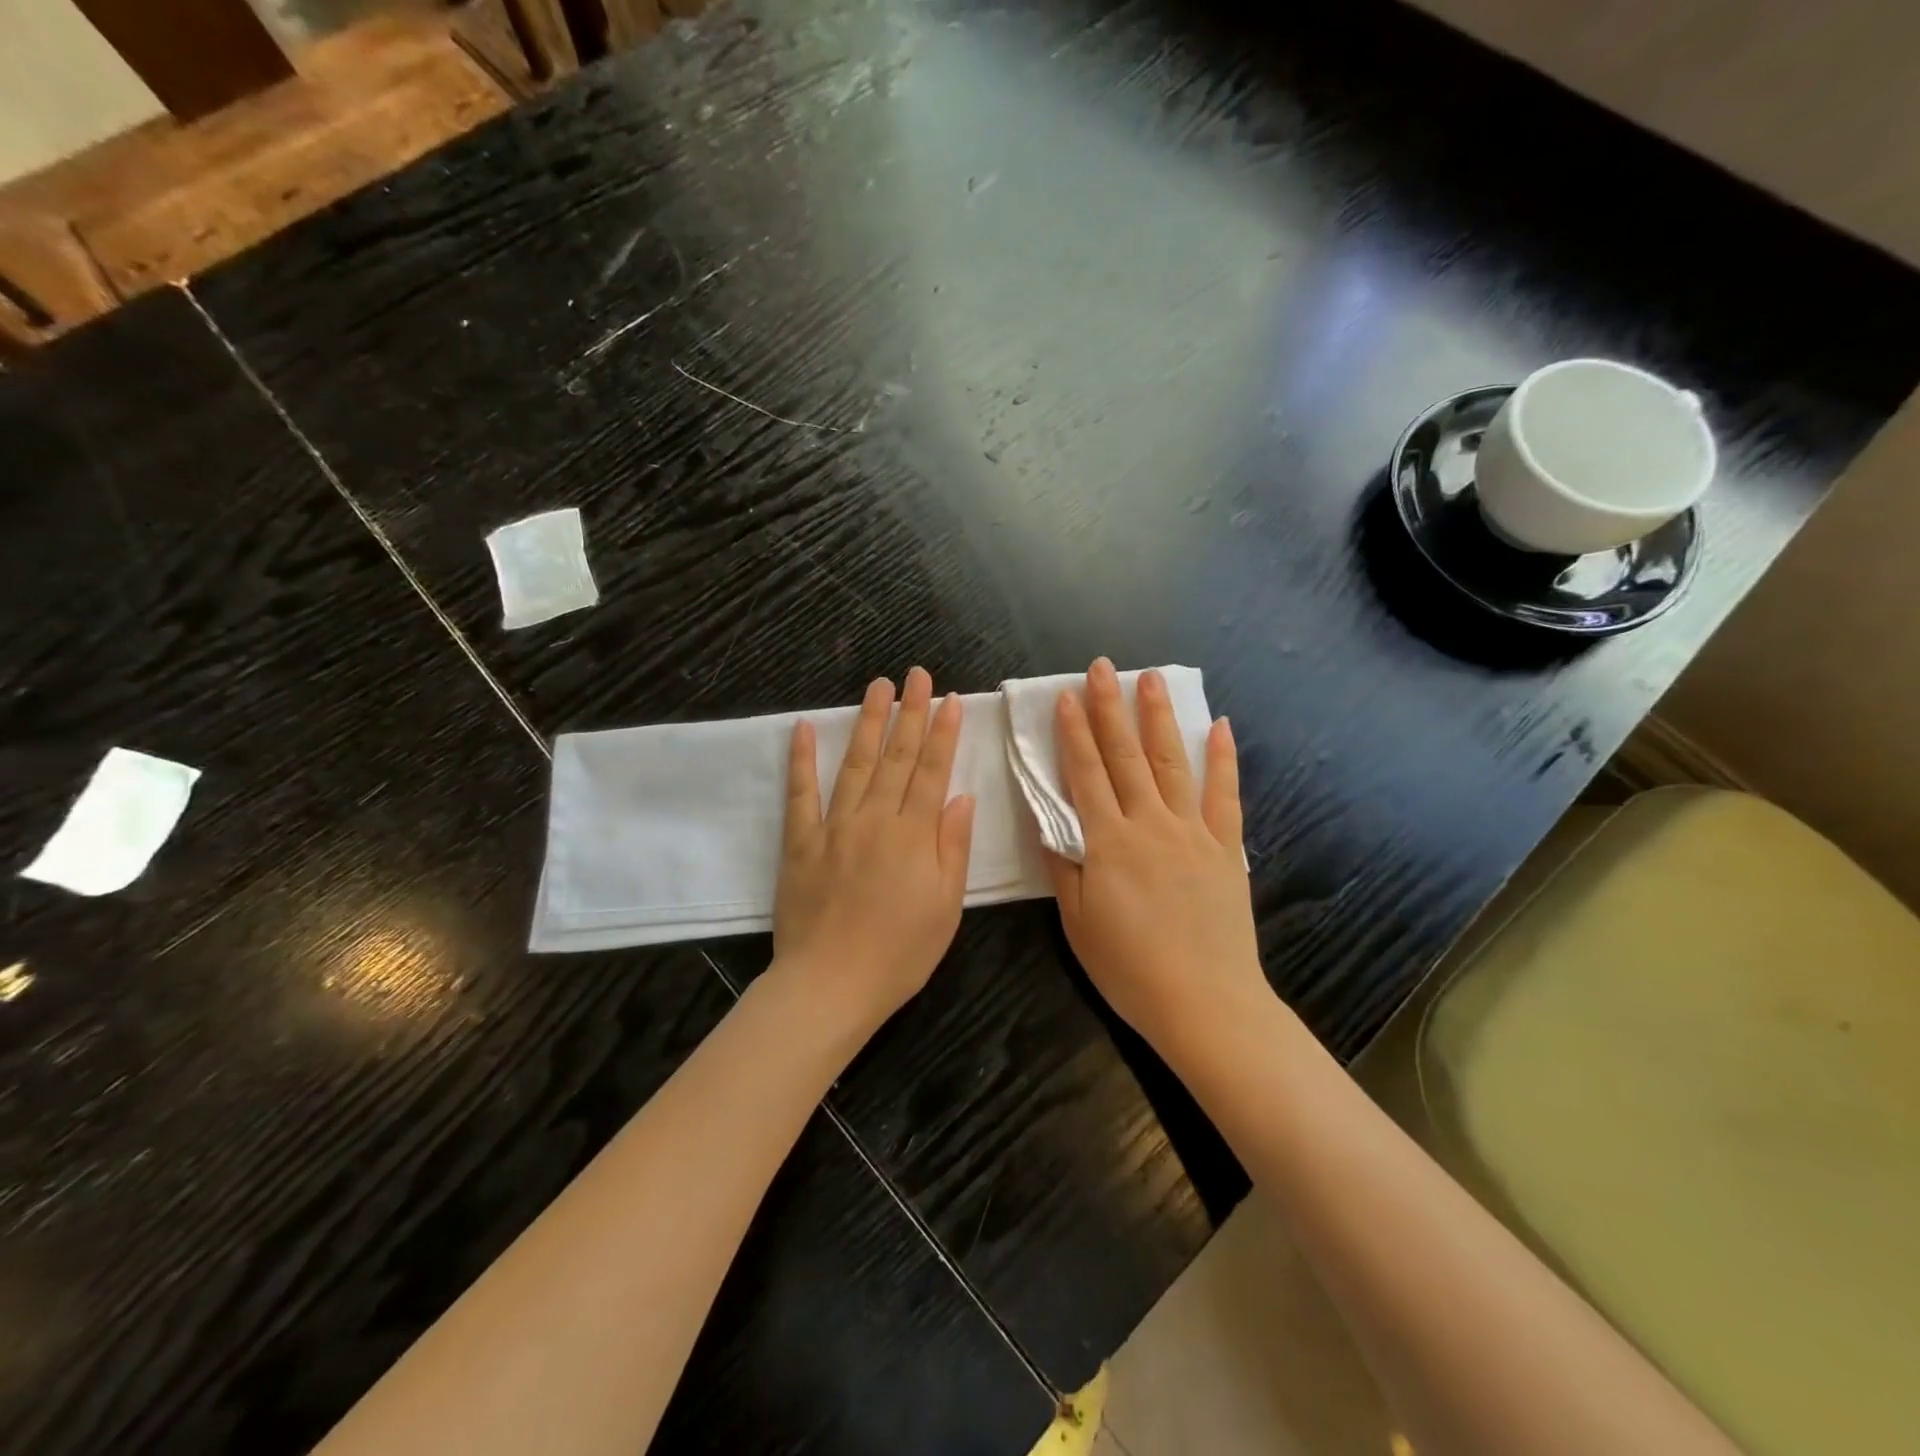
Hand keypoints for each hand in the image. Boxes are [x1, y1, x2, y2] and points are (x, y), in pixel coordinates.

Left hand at [772, 667, 976, 1040]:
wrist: (830, 985)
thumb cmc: (899, 954)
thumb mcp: (946, 908)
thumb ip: (953, 847)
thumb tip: (961, 797)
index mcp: (914, 836)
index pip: (932, 772)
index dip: (943, 733)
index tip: (950, 699)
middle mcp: (874, 820)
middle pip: (896, 758)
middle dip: (910, 712)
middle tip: (917, 674)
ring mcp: (833, 827)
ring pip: (855, 764)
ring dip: (868, 722)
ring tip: (879, 686)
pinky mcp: (800, 842)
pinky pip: (800, 794)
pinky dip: (801, 759)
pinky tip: (804, 727)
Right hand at [1046, 658, 1266, 1053]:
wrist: (1205, 1003)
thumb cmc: (1130, 967)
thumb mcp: (1078, 922)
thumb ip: (1062, 866)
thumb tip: (1045, 821)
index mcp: (1108, 841)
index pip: (1085, 774)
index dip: (1073, 733)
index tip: (1064, 696)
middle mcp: (1150, 823)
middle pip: (1125, 755)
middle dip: (1110, 708)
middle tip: (1102, 667)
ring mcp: (1193, 832)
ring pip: (1171, 763)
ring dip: (1159, 718)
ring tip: (1151, 678)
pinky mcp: (1226, 848)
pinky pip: (1225, 795)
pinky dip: (1222, 759)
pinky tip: (1220, 727)